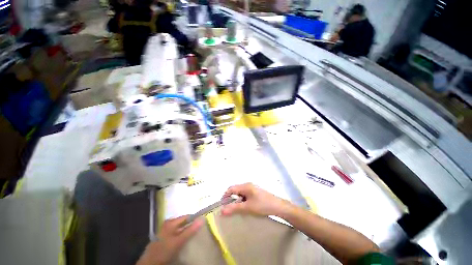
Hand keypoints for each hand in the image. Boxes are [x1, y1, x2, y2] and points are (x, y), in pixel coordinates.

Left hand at [136, 216, 203, 264]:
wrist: (150, 263)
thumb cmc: (164, 250)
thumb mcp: (178, 241)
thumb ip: (190, 230)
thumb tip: (202, 219)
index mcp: (171, 222)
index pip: (187, 217)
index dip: (195, 219)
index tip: (203, 224)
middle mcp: (169, 224)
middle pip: (184, 222)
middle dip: (191, 226)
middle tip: (200, 231)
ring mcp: (166, 231)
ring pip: (181, 228)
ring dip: (187, 231)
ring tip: (195, 236)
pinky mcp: (165, 238)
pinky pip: (177, 234)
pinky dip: (182, 236)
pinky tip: (185, 241)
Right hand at [221, 183, 292, 216]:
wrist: (278, 206)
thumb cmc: (262, 205)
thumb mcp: (247, 208)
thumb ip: (234, 208)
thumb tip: (222, 211)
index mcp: (245, 186)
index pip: (231, 188)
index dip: (225, 196)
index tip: (222, 205)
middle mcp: (248, 185)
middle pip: (236, 190)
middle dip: (232, 199)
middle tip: (231, 209)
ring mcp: (252, 188)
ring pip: (240, 193)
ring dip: (237, 200)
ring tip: (239, 209)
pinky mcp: (255, 192)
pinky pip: (245, 195)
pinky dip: (243, 200)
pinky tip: (246, 207)